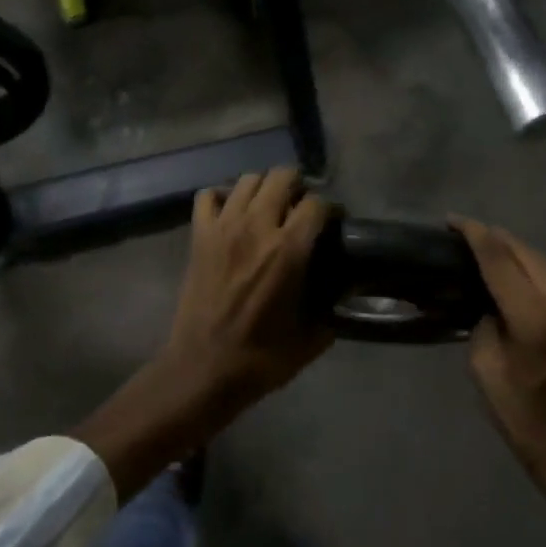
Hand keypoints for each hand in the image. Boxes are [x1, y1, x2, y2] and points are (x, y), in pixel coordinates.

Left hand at [77, 169, 332, 500]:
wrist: (203, 369)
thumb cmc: (261, 358)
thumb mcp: (312, 338)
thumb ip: (333, 309)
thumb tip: (346, 291)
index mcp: (288, 250)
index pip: (317, 204)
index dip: (330, 210)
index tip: (333, 222)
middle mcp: (257, 227)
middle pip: (282, 177)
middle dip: (298, 186)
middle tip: (300, 208)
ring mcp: (223, 228)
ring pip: (247, 180)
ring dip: (263, 188)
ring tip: (269, 207)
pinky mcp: (199, 236)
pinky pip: (208, 196)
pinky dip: (222, 197)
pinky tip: (231, 213)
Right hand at [453, 219, 545, 533]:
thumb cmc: (525, 421)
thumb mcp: (486, 372)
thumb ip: (484, 326)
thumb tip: (488, 305)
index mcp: (534, 318)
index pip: (500, 259)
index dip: (474, 235)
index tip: (452, 222)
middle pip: (526, 252)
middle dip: (495, 237)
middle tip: (466, 234)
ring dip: (516, 251)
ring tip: (490, 248)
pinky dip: (534, 268)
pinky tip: (519, 274)